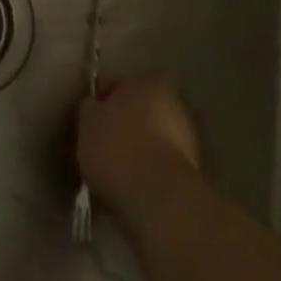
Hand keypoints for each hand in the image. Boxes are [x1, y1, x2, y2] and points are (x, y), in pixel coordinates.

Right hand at [77, 73, 204, 217]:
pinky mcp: (193, 170)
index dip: (100, 100)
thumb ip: (91, 108)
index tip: (87, 119)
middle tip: (99, 142)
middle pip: (139, 109)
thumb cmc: (118, 148)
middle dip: (123, 123)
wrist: (159, 198)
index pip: (117, 83)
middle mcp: (175, 102)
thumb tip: (96, 107)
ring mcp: (188, 137)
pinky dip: (148, 169)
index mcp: (148, 81)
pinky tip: (130, 183)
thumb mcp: (87, 121)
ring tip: (113, 168)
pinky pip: (160, 162)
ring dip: (137, 147)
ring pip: (152, 136)